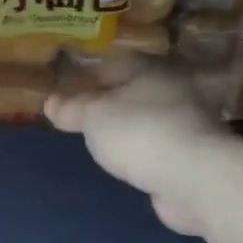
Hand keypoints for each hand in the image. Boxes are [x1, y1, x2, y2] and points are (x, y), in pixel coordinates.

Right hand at [45, 67, 226, 234]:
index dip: (89, 78)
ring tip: (101, 144)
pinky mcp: (193, 156)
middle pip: (134, 92)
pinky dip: (142, 153)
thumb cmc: (138, 132)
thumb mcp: (93, 116)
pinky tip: (127, 165)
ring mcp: (188, 124)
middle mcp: (175, 90)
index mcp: (151, 69)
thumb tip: (50, 102)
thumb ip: (72, 108)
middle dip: (110, 104)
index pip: (115, 64)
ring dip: (128, 130)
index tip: (68, 94)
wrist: (193, 178)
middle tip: (82, 120)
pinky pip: (158, 148)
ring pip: (148, 120)